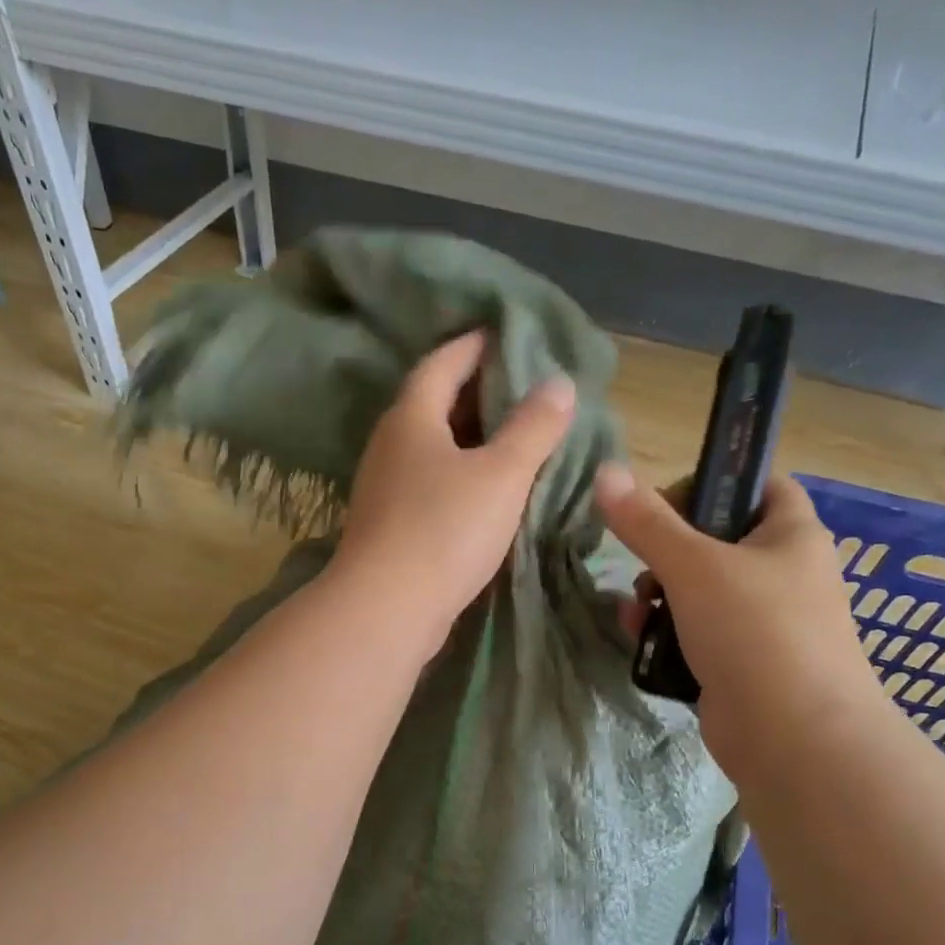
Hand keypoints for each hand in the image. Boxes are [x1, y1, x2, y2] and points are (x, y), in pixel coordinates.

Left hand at [331, 332, 575, 647]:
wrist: (387, 609)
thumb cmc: (445, 529)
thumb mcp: (502, 473)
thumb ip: (533, 427)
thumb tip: (558, 383)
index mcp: (411, 418)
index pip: (442, 363)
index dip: (474, 346)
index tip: (505, 335)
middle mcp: (390, 445)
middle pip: (433, 403)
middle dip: (476, 390)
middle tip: (522, 385)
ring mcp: (385, 488)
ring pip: (432, 447)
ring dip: (469, 437)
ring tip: (513, 434)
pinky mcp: (390, 525)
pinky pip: (430, 483)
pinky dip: (460, 474)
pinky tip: (487, 489)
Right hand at [593, 465, 885, 771]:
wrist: (795, 739)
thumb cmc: (754, 632)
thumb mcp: (693, 566)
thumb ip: (646, 521)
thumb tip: (606, 472)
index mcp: (791, 535)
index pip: (758, 484)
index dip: (712, 483)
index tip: (665, 504)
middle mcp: (785, 572)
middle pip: (718, 539)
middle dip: (668, 550)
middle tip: (644, 565)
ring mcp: (766, 622)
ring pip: (702, 589)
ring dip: (659, 595)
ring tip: (636, 612)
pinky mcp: (745, 662)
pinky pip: (700, 632)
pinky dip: (669, 632)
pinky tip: (641, 641)